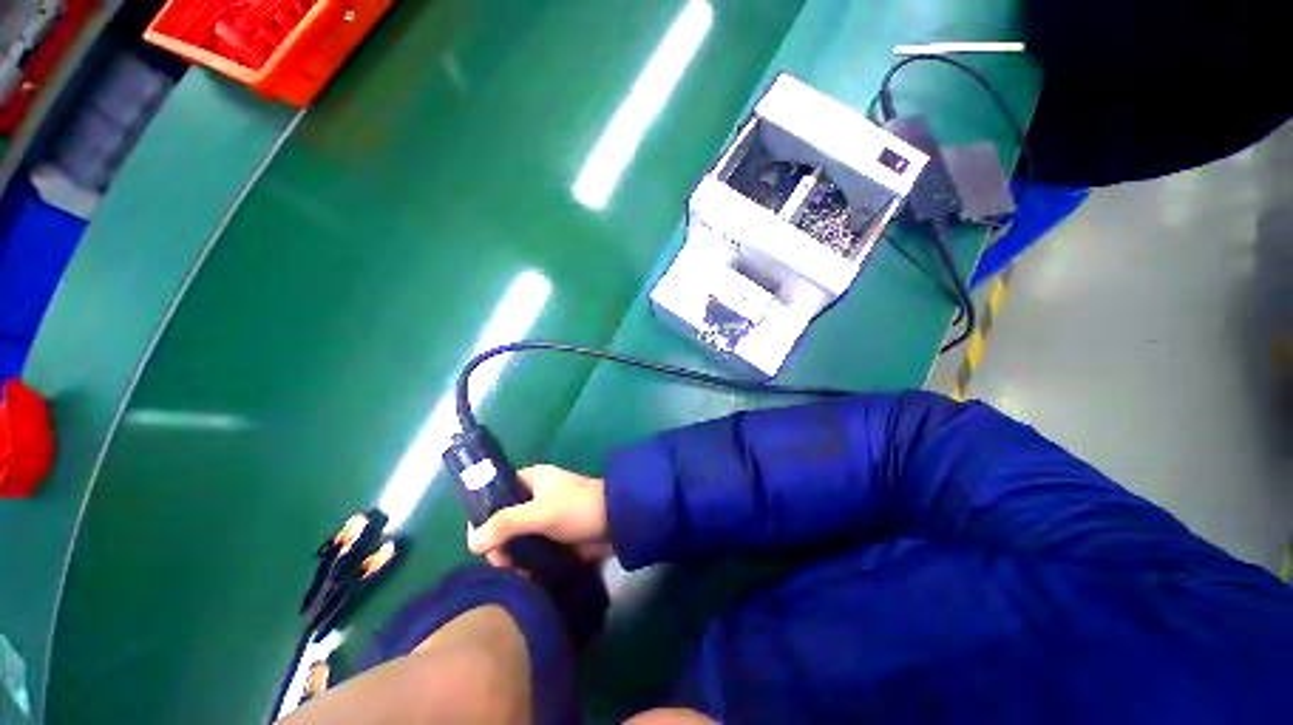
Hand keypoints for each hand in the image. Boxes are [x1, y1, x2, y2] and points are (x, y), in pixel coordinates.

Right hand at [466, 465, 609, 567]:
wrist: (616, 523)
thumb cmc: (577, 508)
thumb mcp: (540, 512)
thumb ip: (506, 523)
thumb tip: (472, 541)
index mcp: (532, 479)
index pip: (496, 491)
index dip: (483, 512)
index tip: (478, 539)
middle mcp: (535, 496)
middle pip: (503, 518)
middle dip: (497, 541)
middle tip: (500, 561)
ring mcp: (545, 517)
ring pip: (516, 537)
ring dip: (511, 555)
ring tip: (513, 571)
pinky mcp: (555, 537)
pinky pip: (531, 549)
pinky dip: (525, 562)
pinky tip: (524, 576)